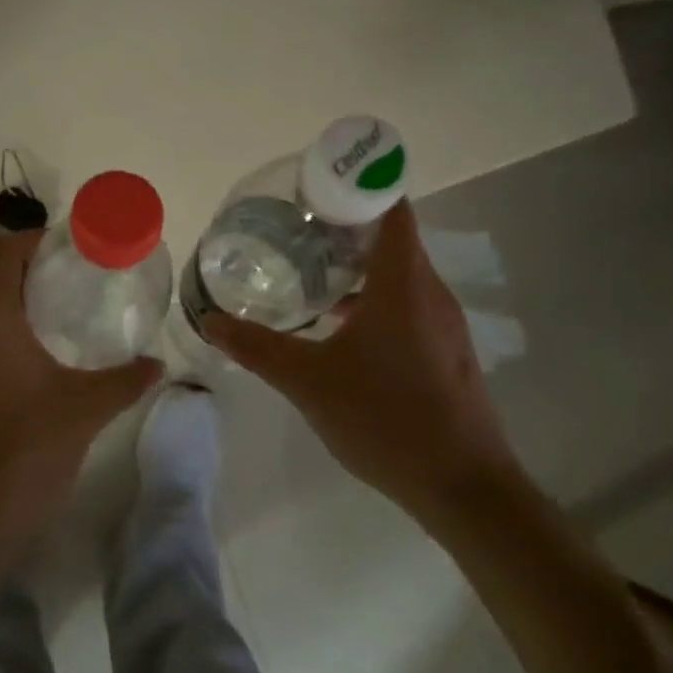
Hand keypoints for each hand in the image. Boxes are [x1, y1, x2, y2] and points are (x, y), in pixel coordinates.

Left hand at [0, 229, 161, 560]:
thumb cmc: (21, 455)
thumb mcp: (84, 411)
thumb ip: (125, 380)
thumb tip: (157, 364)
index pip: (0, 249)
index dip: (32, 238)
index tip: (68, 248)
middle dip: (18, 263)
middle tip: (63, 277)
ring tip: (44, 313)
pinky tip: (16, 358)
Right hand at [201, 205, 522, 533]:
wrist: (461, 486)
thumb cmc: (384, 417)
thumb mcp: (308, 381)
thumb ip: (257, 347)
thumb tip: (210, 321)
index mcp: (402, 282)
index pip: (390, 207)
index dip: (357, 187)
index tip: (315, 189)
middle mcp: (430, 291)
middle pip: (392, 237)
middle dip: (345, 228)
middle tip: (295, 230)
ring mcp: (443, 323)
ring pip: (399, 275)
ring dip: (359, 268)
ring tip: (309, 275)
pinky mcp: (446, 351)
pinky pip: (407, 305)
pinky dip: (374, 299)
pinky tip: (338, 329)